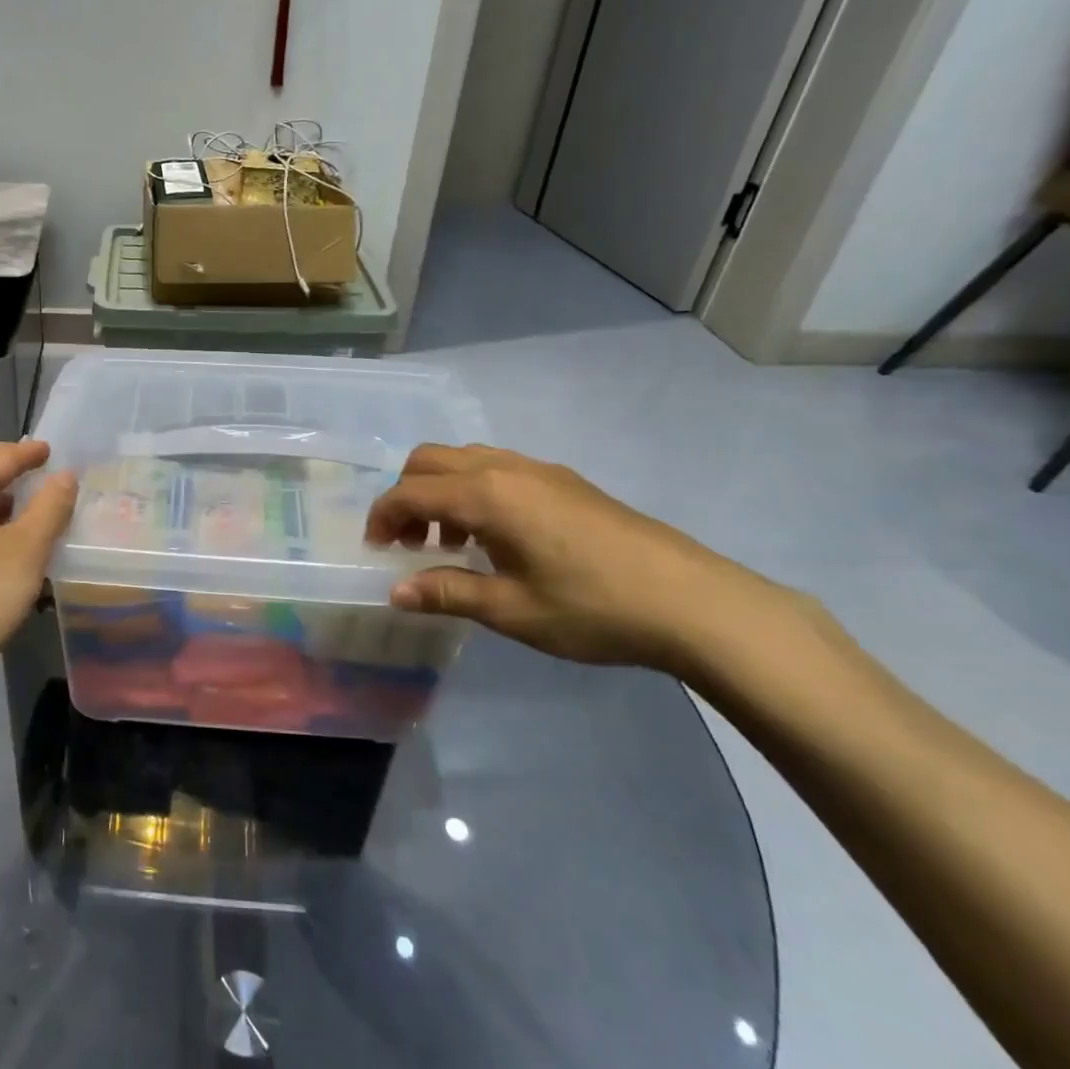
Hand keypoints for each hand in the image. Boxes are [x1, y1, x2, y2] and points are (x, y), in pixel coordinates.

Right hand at [365, 444, 815, 675]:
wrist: (694, 602)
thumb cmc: (592, 608)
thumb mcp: (511, 609)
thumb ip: (447, 593)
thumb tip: (396, 592)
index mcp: (486, 494)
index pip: (410, 491)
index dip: (382, 517)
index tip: (376, 551)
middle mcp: (506, 468)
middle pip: (431, 459)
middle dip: (406, 495)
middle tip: (406, 543)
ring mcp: (540, 470)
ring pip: (466, 459)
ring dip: (441, 492)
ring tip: (450, 545)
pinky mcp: (566, 481)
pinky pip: (498, 469)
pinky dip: (473, 491)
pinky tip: (495, 539)